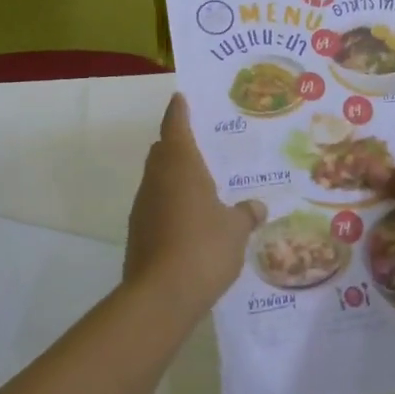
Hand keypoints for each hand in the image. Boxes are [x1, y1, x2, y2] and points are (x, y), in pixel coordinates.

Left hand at [124, 95, 265, 316]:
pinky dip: (171, 205)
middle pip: (163, 151)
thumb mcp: (235, 230)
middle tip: (202, 145)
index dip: (178, 111)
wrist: (161, 295)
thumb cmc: (203, 248)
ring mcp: (143, 206)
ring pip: (158, 180)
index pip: (175, 126)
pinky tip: (191, 221)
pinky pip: (156, 207)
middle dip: (177, 145)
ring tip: (202, 186)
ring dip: (175, 178)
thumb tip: (256, 207)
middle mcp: (157, 179)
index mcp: (180, 165)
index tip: (180, 98)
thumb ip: (245, 214)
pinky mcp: (138, 232)